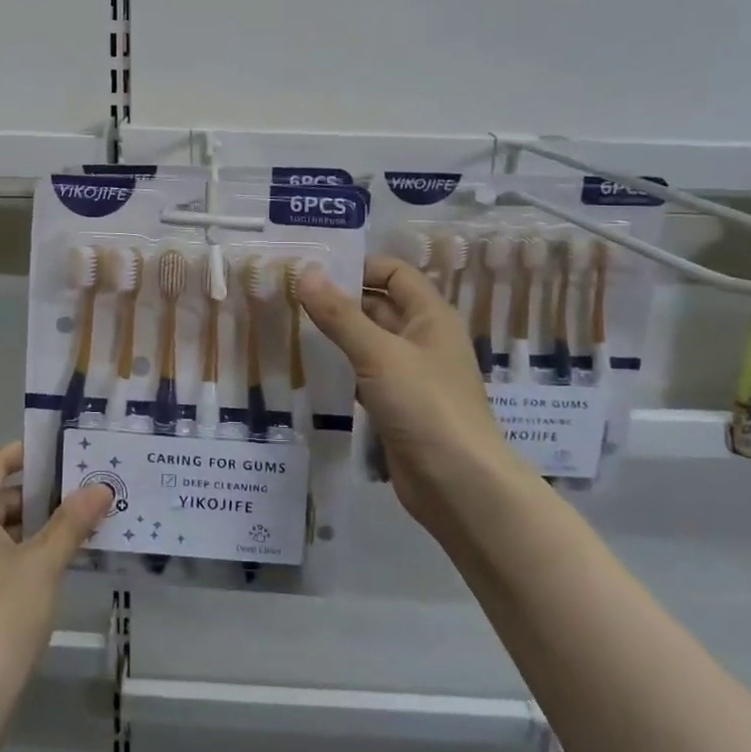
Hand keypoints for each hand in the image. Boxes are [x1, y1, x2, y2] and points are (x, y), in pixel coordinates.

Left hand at [0, 441, 112, 696]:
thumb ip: (72, 522)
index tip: (54, 450)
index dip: (21, 453)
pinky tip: (53, 568)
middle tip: (78, 493)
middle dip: (38, 496)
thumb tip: (100, 487)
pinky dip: (21, 554)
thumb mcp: (45, 563)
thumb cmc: (4, 615)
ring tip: (75, 529)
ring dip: (33, 528)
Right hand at [296, 256, 518, 525]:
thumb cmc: (425, 406)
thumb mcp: (378, 354)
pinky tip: (312, 368)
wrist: (459, 486)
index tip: (314, 268)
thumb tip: (307, 272)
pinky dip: (343, 367)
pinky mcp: (398, 406)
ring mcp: (412, 375)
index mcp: (431, 316)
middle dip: (340, 299)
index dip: (359, 266)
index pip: (394, 273)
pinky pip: (367, 374)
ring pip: (370, 342)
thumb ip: (340, 314)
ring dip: (338, 333)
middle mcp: (423, 339)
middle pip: (379, 305)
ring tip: (292, 324)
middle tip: (291, 295)